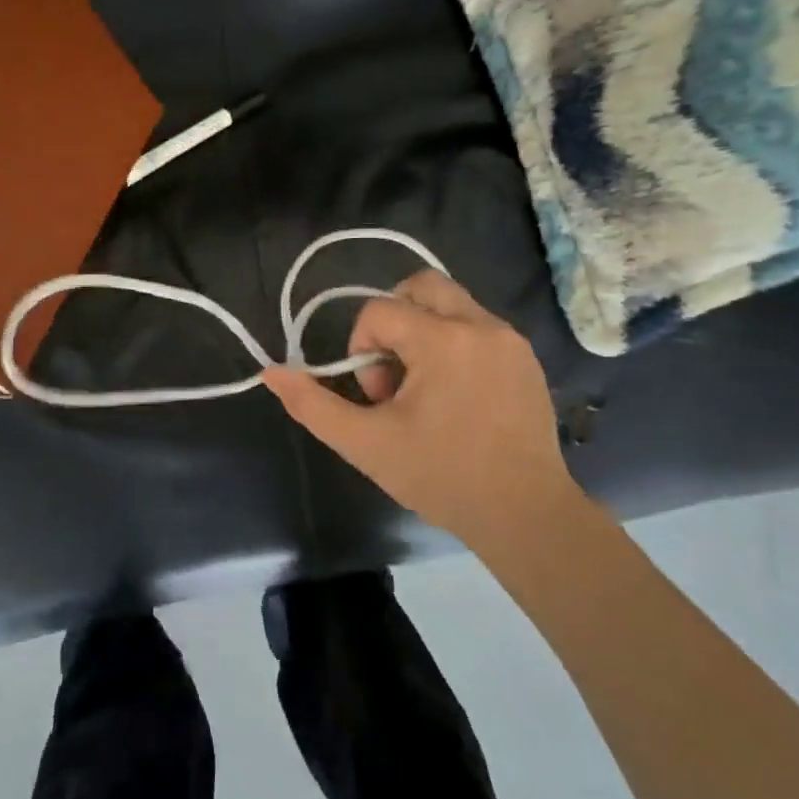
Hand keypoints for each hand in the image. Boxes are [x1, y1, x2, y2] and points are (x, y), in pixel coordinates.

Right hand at [260, 270, 582, 562]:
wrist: (523, 513)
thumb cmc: (441, 477)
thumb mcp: (365, 444)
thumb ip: (312, 405)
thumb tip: (271, 372)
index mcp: (442, 341)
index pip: (379, 311)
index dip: (362, 347)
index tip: (376, 396)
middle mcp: (481, 325)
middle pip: (421, 285)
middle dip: (393, 319)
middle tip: (392, 371)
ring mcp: (510, 339)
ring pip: (451, 303)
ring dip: (422, 331)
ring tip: (422, 388)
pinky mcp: (527, 358)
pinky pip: (478, 327)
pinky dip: (453, 344)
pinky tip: (454, 396)